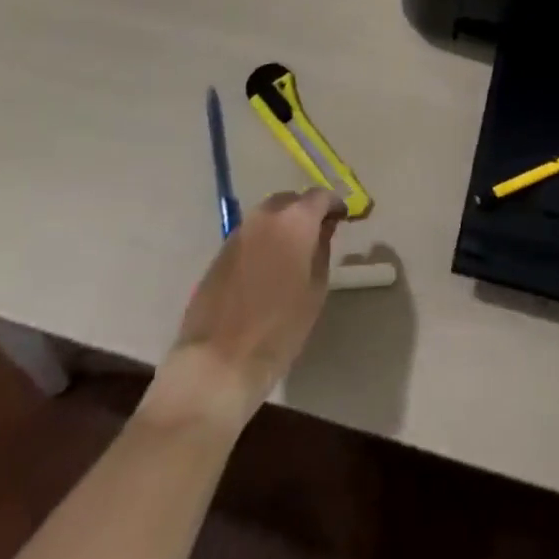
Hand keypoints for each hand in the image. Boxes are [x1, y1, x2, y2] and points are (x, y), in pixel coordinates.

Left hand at [151, 188, 342, 427]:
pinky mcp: (220, 251)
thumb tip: (323, 229)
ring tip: (293, 252)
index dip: (334, 204)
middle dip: (306, 212)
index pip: (320, 196)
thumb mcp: (315, 291)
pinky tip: (268, 266)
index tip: (342, 218)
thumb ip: (322, 250)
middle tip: (317, 235)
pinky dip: (264, 240)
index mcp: (294, 221)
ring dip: (283, 226)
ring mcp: (239, 232)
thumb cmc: (278, 329)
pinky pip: (251, 234)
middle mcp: (265, 216)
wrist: (217, 362)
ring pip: (268, 216)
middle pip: (291, 201)